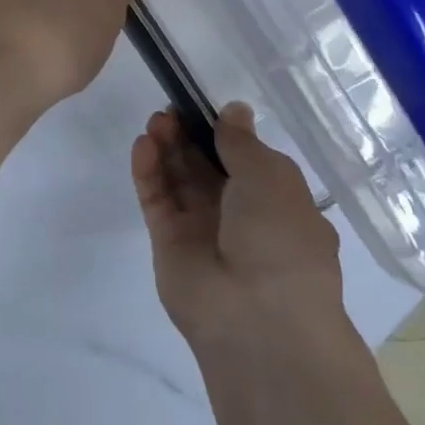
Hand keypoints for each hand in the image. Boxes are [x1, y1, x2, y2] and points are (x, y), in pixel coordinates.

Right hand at [132, 103, 355, 364]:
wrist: (258, 319)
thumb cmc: (280, 240)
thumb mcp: (272, 178)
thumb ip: (242, 142)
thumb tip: (234, 110)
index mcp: (276, 203)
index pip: (244, 161)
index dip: (222, 132)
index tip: (200, 105)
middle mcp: (239, 216)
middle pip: (205, 166)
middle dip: (189, 135)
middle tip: (170, 110)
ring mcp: (201, 230)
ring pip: (178, 179)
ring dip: (167, 147)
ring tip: (156, 121)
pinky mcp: (168, 242)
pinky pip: (157, 199)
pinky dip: (148, 171)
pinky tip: (143, 144)